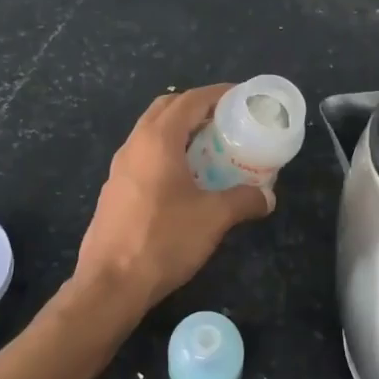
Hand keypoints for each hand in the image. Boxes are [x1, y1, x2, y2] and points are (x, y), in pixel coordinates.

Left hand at [74, 85, 270, 314]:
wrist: (111, 284)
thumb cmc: (163, 240)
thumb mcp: (213, 218)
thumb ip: (244, 200)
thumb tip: (267, 197)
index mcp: (157, 140)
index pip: (189, 100)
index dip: (217, 94)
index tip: (240, 96)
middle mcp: (134, 145)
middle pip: (166, 109)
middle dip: (196, 108)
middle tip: (225, 121)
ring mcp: (119, 168)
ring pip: (151, 134)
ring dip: (179, 132)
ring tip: (210, 149)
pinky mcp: (114, 191)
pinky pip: (143, 157)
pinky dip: (166, 154)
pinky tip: (184, 180)